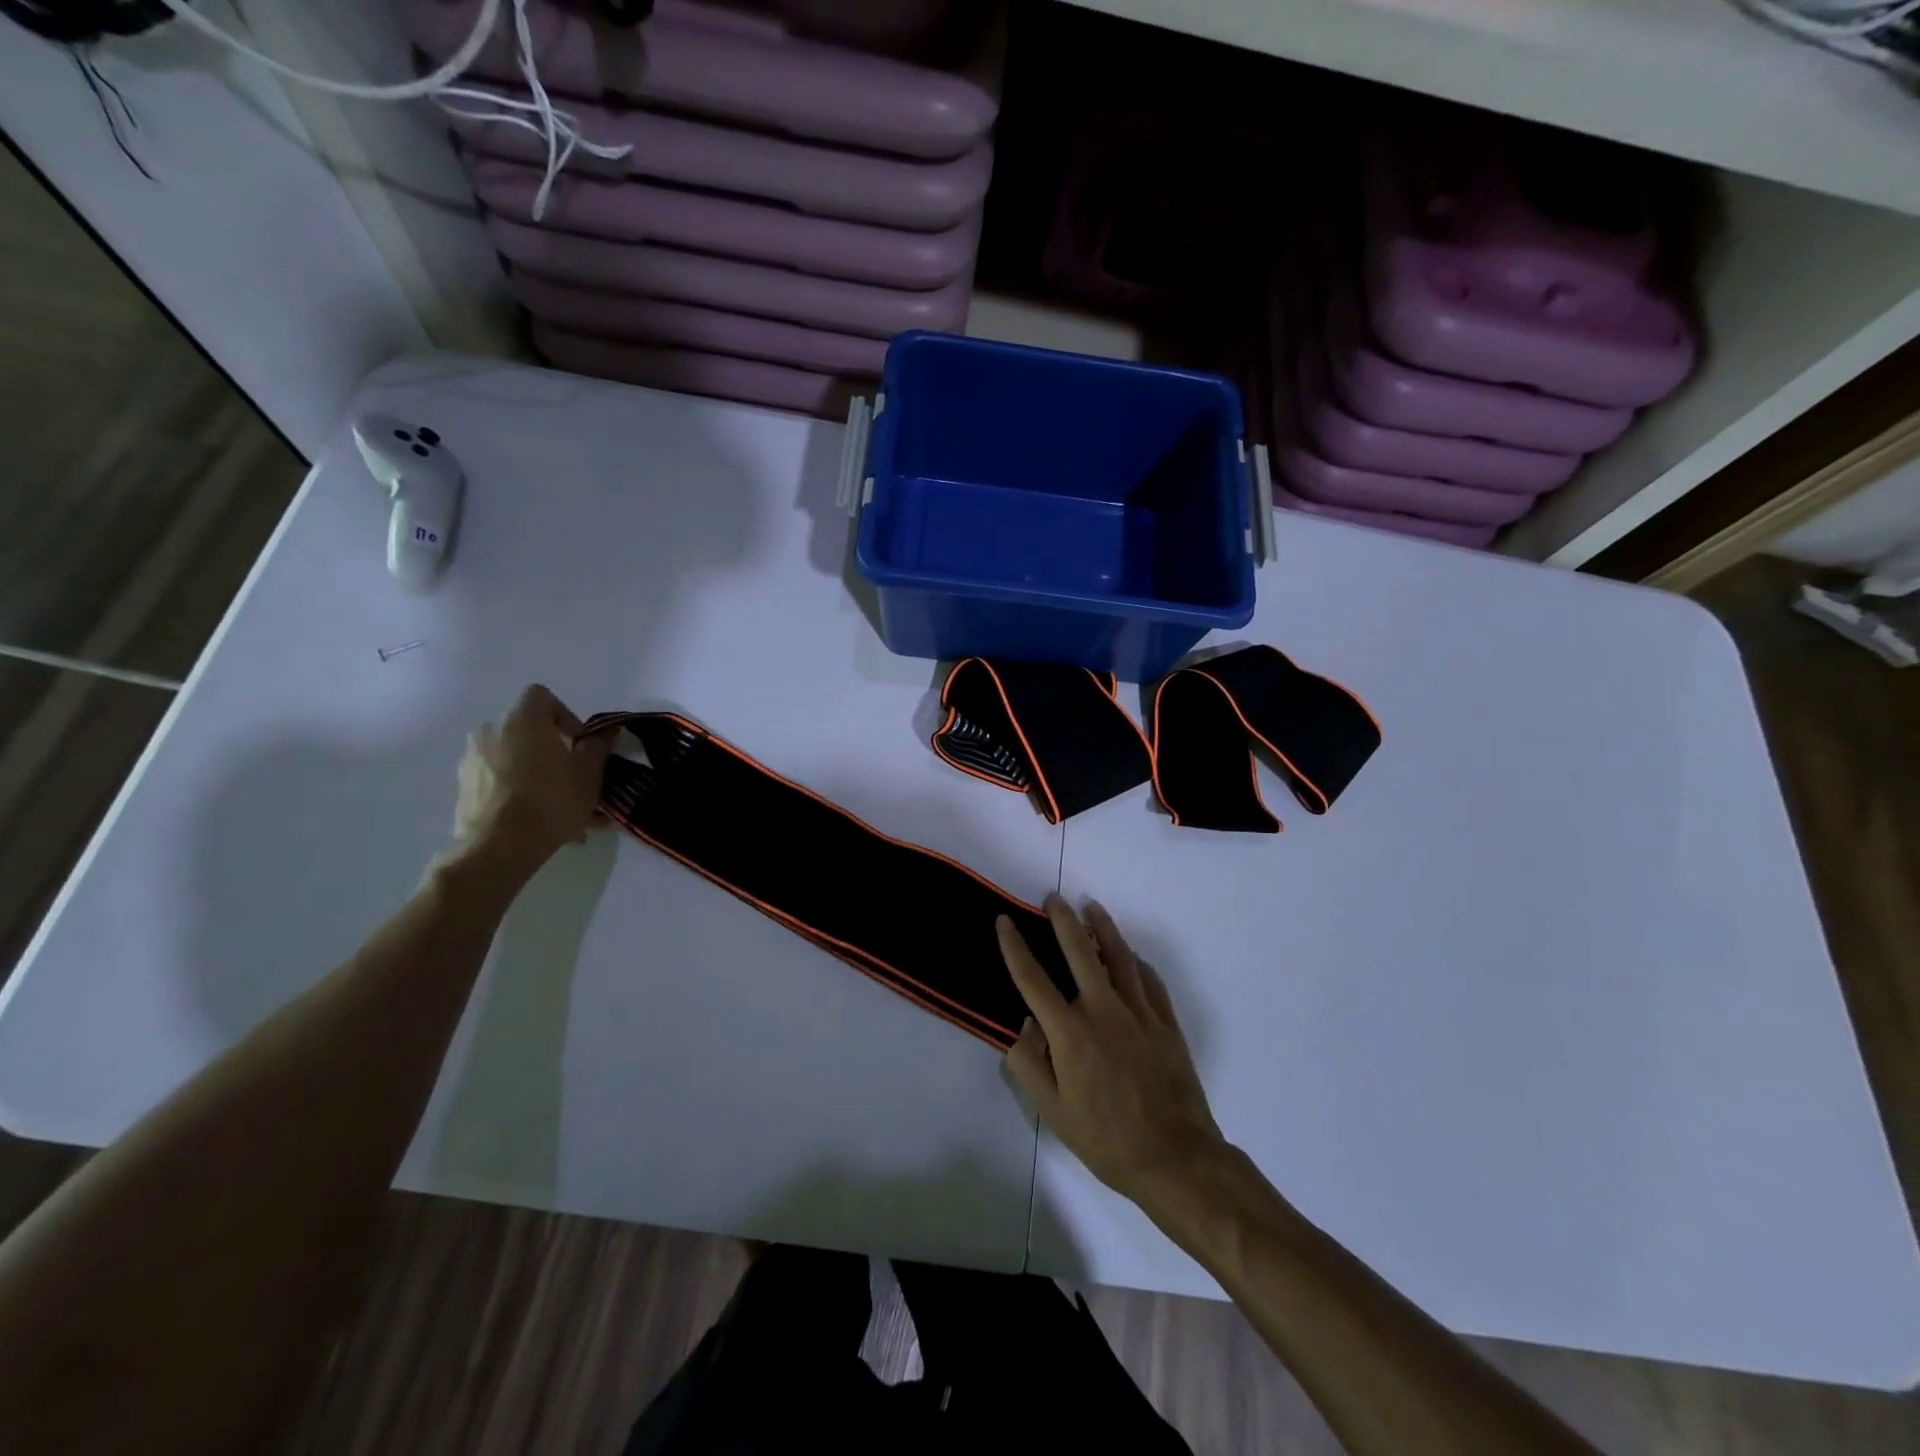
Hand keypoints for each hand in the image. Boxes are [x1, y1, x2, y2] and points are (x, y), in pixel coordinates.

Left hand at [447, 684, 613, 872]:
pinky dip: (519, 793)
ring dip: (537, 774)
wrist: (499, 846)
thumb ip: (598, 746)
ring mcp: (472, 760)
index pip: (542, 696)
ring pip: (514, 759)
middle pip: (527, 730)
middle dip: (553, 750)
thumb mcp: (588, 772)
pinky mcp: (464, 789)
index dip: (566, 715)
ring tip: (561, 808)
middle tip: (574, 778)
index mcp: (521, 719)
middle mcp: (490, 731)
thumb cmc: (551, 799)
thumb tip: (606, 731)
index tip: (580, 744)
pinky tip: (540, 821)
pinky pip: (500, 782)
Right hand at [997, 898, 1227, 1209]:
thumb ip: (1029, 1065)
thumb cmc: (1106, 1139)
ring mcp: (1140, 1013)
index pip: (1034, 979)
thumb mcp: (1053, 1112)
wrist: (1176, 1158)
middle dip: (1063, 920)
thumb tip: (1024, 1026)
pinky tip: (1129, 955)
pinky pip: (1149, 980)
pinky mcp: (1165, 1023)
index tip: (1004, 921)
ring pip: (1119, 956)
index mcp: (1071, 1033)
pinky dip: (1135, 961)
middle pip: (1080, 952)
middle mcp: (1104, 1011)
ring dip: (1103, 927)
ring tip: (1091, 907)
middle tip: (1053, 898)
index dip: (1015, 947)